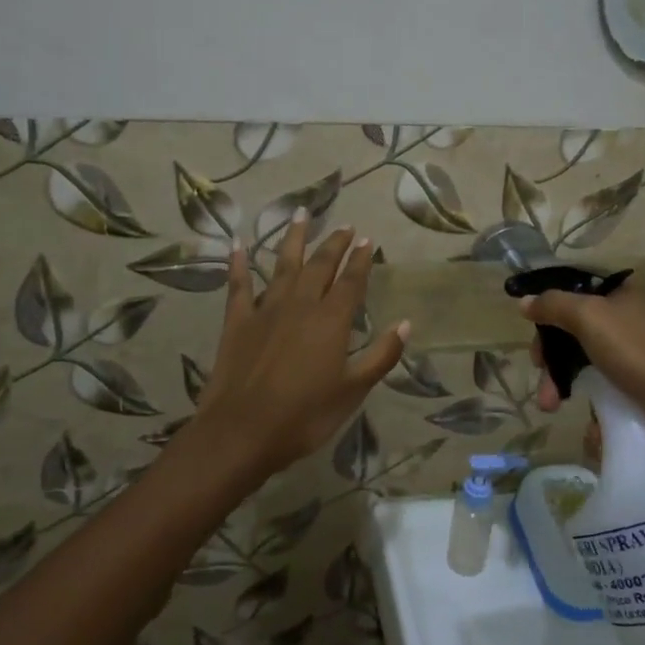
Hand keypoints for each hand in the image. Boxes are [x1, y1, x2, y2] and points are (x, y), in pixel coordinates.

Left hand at [194, 213, 408, 478]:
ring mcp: (265, 309)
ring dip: (294, 238)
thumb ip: (381, 355)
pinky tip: (238, 243)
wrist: (242, 431)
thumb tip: (406, 324)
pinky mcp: (237, 321)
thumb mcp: (353, 391)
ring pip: (282, 264)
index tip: (367, 239)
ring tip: (301, 213)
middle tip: (344, 225)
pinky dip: (238, 262)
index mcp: (331, 320)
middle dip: (334, 244)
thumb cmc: (305, 416)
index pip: (351, 281)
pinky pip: (239, 284)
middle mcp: (300, 305)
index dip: (361, 259)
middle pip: (320, 266)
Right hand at [521, 279, 644, 428]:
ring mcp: (634, 350)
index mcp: (619, 294)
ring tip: (550, 406)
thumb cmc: (636, 351)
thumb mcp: (588, 317)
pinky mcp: (639, 381)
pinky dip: (590, 398)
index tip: (531, 330)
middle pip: (574, 328)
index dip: (548, 308)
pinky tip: (585, 420)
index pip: (573, 290)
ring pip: (585, 359)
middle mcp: (627, 317)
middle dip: (552, 354)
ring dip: (562, 381)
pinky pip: (604, 384)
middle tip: (540, 371)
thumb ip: (554, 306)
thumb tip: (525, 302)